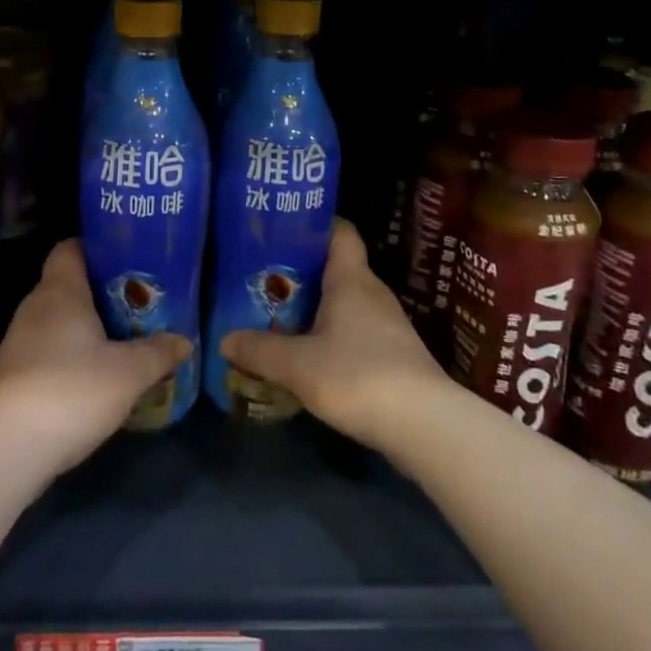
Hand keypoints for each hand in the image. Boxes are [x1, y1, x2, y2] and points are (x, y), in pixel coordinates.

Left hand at [0, 239, 191, 475]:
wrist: (9, 447)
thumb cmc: (73, 389)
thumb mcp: (129, 371)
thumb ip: (158, 352)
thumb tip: (184, 340)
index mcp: (60, 291)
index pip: (70, 248)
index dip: (95, 248)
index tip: (125, 258)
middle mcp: (34, 308)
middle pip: (67, 285)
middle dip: (101, 292)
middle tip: (137, 302)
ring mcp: (18, 343)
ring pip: (58, 321)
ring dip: (86, 328)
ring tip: (122, 339)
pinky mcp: (12, 376)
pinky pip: (48, 351)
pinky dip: (70, 356)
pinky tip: (95, 376)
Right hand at [220, 220, 448, 453]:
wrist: (426, 425)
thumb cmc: (358, 376)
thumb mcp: (297, 365)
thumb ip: (259, 350)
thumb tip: (224, 339)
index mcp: (351, 280)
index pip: (341, 231)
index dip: (316, 224)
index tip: (284, 229)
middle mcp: (373, 293)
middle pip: (337, 268)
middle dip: (303, 272)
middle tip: (265, 279)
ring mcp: (389, 325)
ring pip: (346, 302)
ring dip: (317, 307)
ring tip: (280, 317)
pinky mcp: (396, 355)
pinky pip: (357, 331)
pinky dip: (333, 335)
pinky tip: (311, 355)